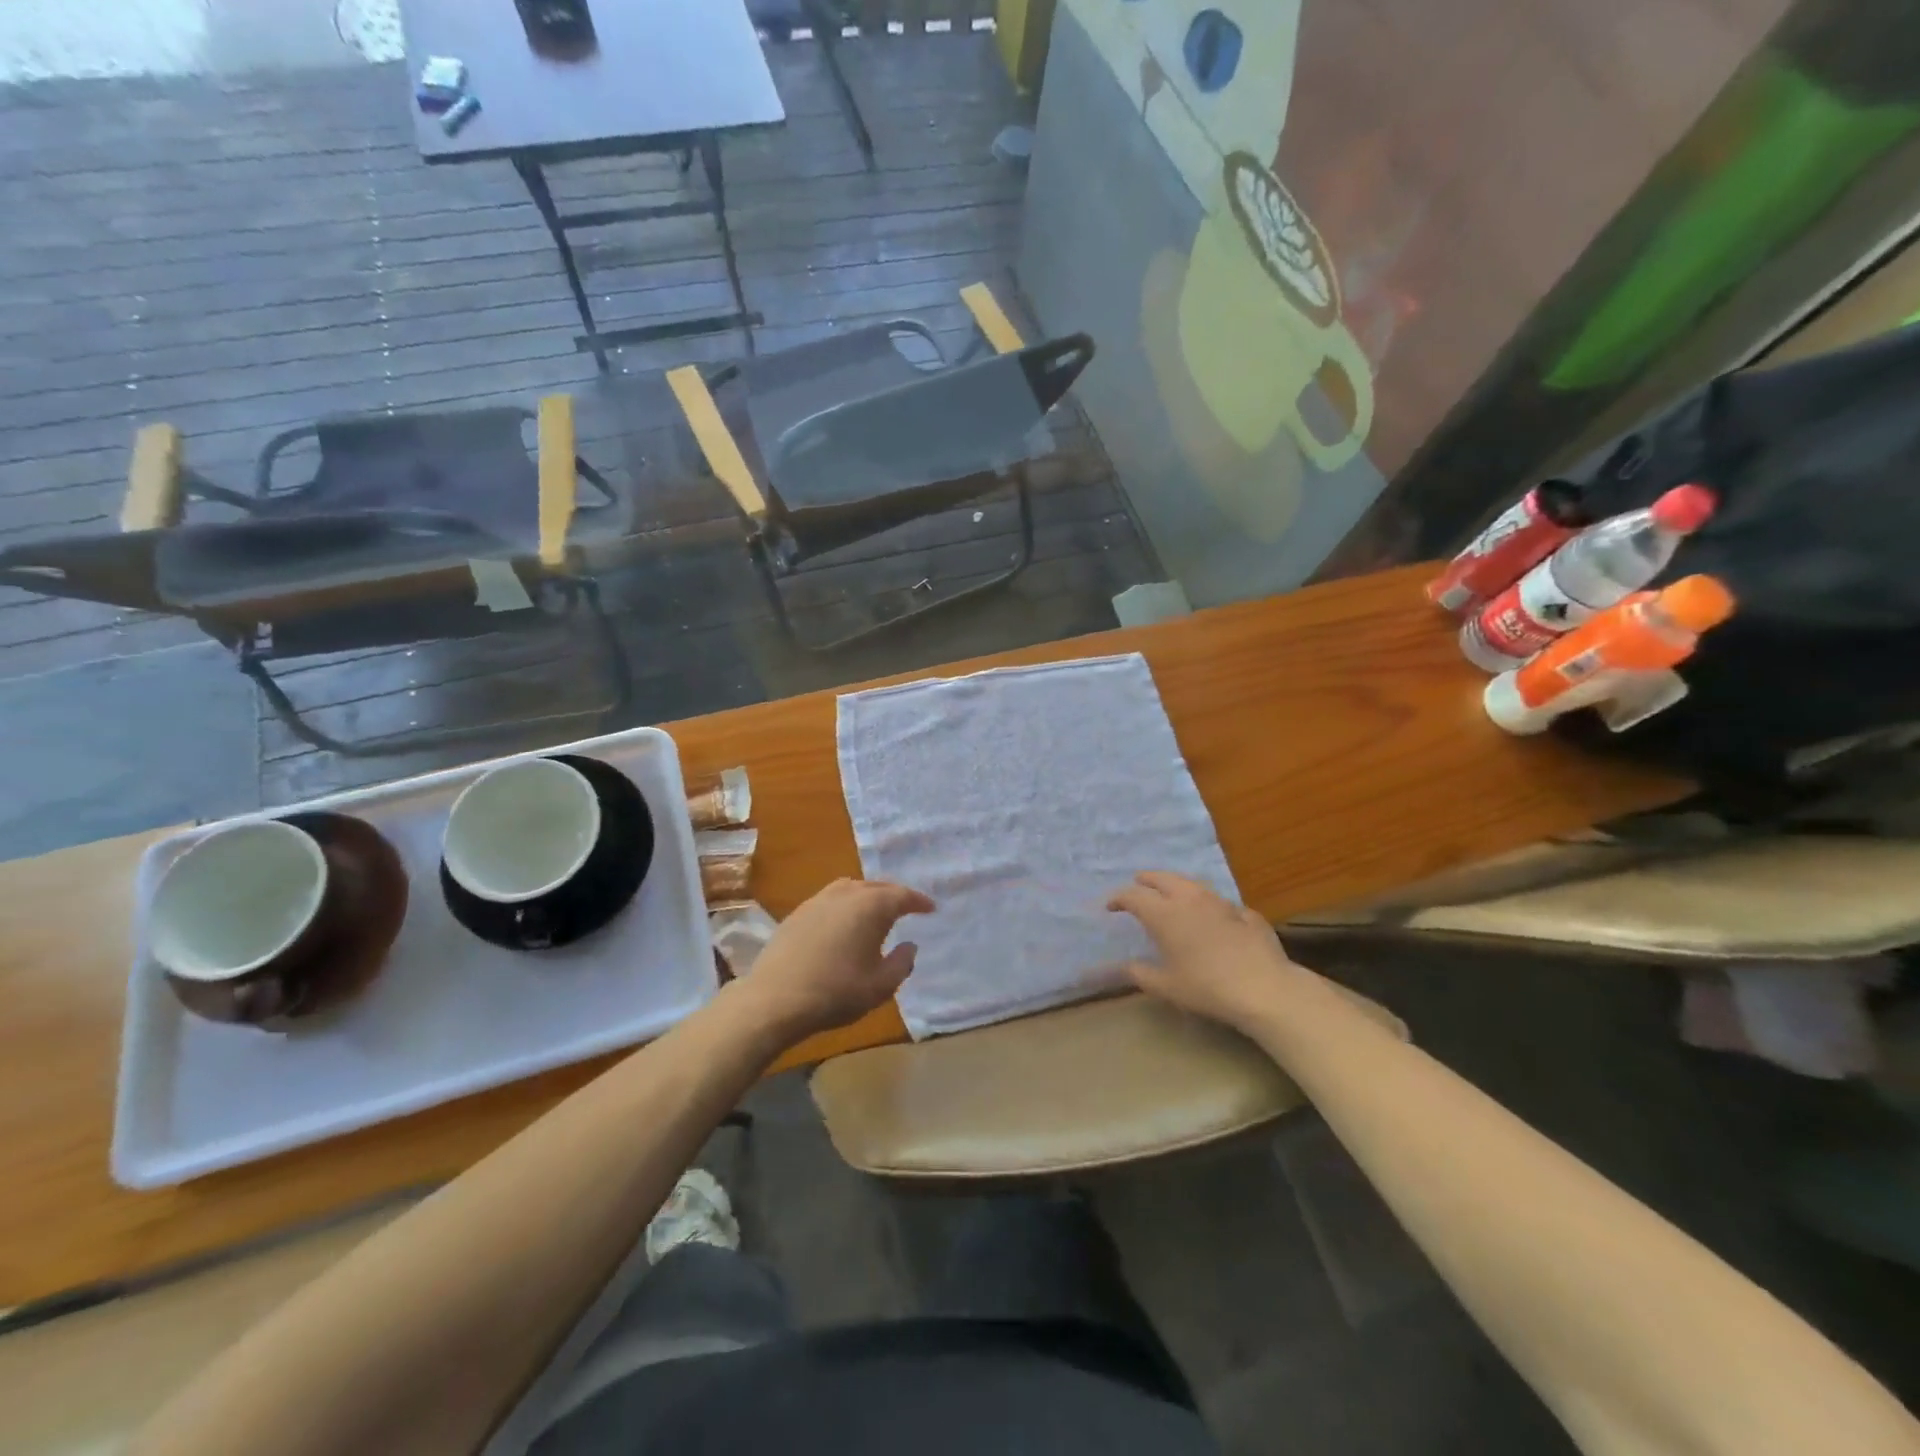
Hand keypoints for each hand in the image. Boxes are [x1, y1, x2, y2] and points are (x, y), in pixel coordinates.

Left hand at [738, 878, 935, 1045]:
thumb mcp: (880, 986)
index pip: (902, 896)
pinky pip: (831, 899)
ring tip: (875, 911)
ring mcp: (818, 900)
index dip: (919, 902)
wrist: (775, 999)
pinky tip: (844, 922)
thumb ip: (902, 963)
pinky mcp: (798, 913)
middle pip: (876, 886)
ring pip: (851, 888)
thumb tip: (909, 945)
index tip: (930, 908)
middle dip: (894, 895)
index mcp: (871, 906)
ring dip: (868, 896)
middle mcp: (846, 894)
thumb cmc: (836, 992)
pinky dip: (845, 904)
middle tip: (906, 907)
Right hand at [1107, 871, 1302, 1030]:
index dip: (1119, 898)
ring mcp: (1220, 902)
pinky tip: (1212, 916)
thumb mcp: (1166, 986)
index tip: (1110, 906)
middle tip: (1138, 883)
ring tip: (1172, 893)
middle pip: (1162, 879)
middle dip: (1147, 880)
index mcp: (1164, 914)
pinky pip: (1220, 902)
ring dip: (1177, 885)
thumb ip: (1140, 974)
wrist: (1263, 988)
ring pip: (1192, 884)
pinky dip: (1208, 905)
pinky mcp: (1245, 912)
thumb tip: (1122, 967)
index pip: (1133, 896)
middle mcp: (1189, 899)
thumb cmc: (1206, 987)